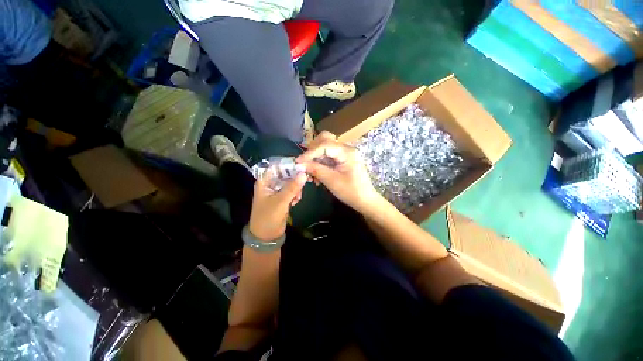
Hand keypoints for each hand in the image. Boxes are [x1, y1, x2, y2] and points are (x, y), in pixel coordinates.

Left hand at [248, 171, 306, 241]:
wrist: (266, 236)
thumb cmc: (268, 217)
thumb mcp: (281, 201)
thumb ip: (292, 187)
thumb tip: (304, 173)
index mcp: (264, 181)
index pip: (276, 166)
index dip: (287, 163)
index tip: (301, 164)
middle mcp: (270, 184)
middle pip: (284, 173)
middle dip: (294, 177)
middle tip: (305, 180)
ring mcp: (277, 191)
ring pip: (289, 182)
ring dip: (296, 187)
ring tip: (298, 196)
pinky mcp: (282, 198)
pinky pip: (291, 191)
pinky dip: (295, 194)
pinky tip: (296, 201)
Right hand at [296, 131, 380, 212]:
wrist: (365, 200)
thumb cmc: (351, 192)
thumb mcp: (331, 181)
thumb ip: (315, 170)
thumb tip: (299, 164)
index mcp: (346, 152)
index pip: (324, 145)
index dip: (309, 153)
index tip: (297, 162)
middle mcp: (345, 149)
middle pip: (324, 141)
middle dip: (312, 152)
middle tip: (305, 164)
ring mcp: (344, 154)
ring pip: (324, 148)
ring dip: (315, 159)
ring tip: (311, 174)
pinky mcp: (342, 160)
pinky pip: (327, 156)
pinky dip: (320, 163)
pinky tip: (317, 175)